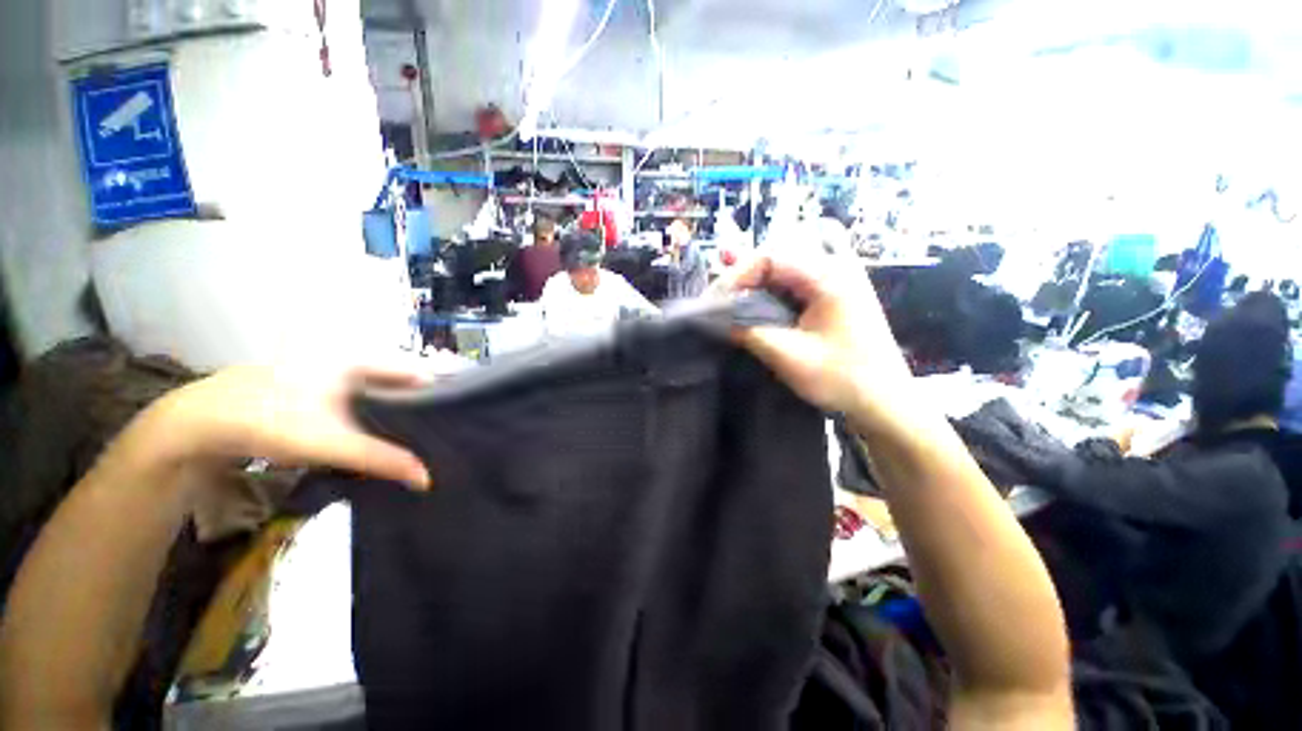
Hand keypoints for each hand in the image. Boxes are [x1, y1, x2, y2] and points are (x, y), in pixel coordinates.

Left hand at [138, 365, 431, 489]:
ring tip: (422, 437)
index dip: (443, 392)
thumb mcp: (330, 443)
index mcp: (360, 360)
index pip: (419, 371)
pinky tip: (382, 436)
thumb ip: (381, 458)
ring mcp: (333, 374)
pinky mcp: (319, 391)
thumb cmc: (269, 421)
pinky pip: (363, 401)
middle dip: (423, 406)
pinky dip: (377, 417)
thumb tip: (427, 478)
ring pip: (382, 392)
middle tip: (444, 432)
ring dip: (401, 413)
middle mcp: (352, 361)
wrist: (197, 423)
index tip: (461, 416)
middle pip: (403, 383)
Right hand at [717, 250, 916, 432]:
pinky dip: (772, 287)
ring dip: (756, 279)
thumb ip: (748, 331)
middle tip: (721, 299)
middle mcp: (836, 267)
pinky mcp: (835, 294)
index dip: (736, 276)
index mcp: (829, 276)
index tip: (715, 302)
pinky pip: (796, 280)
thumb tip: (716, 317)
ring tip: (730, 296)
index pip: (770, 257)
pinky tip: (756, 298)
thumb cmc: (841, 379)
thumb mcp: (788, 356)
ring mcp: (838, 279)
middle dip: (743, 275)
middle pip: (777, 255)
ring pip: (786, 265)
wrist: (884, 402)